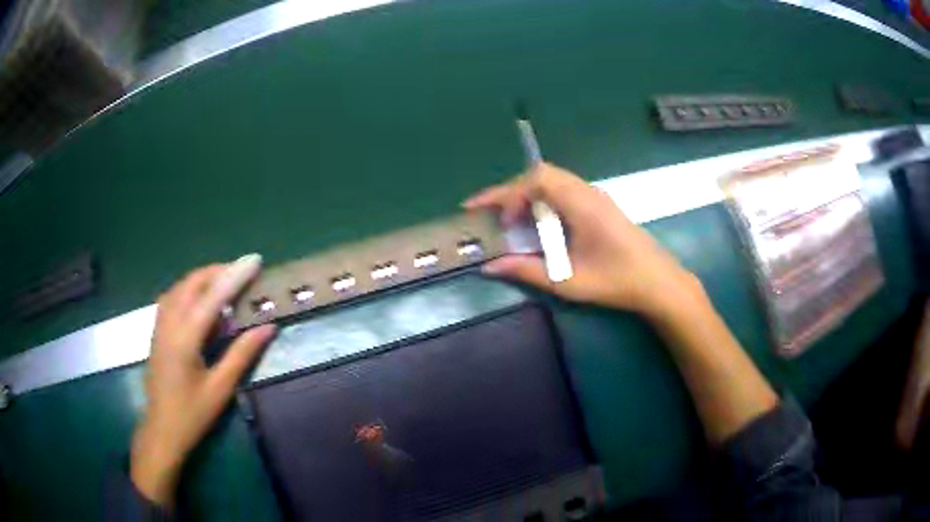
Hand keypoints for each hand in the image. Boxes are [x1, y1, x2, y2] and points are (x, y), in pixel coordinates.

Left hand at [130, 255, 276, 507]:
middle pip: (192, 283)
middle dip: (218, 271)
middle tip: (243, 272)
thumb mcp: (221, 388)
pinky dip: (189, 289)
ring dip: (203, 278)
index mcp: (185, 338)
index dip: (235, 276)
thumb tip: (268, 327)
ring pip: (180, 287)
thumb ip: (242, 354)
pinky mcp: (157, 331)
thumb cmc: (192, 414)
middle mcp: (169, 323)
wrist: (161, 429)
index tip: (255, 260)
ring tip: (224, 281)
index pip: (212, 296)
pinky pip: (172, 297)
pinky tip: (199, 300)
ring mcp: (160, 326)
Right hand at [464, 162, 701, 318]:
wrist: (659, 282)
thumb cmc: (617, 282)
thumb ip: (527, 271)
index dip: (509, 194)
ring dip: (527, 193)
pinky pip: (564, 189)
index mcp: (581, 205)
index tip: (495, 218)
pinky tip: (539, 222)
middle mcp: (587, 192)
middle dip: (512, 190)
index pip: (537, 180)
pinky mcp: (599, 204)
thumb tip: (489, 266)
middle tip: (492, 214)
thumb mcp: (568, 282)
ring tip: (510, 219)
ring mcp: (595, 196)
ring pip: (553, 179)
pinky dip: (543, 199)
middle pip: (542, 173)